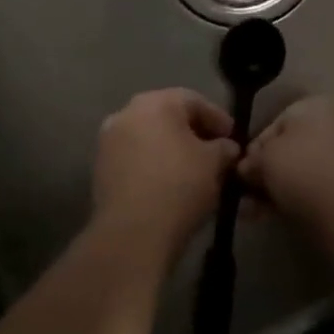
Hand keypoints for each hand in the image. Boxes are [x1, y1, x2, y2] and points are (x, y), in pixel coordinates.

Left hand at [93, 89, 239, 254]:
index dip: (217, 118)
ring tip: (192, 171)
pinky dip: (152, 165)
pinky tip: (168, 184)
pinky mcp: (99, 169)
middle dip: (192, 132)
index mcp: (156, 102)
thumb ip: (224, 148)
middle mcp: (126, 113)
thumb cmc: (179, 186)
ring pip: (148, 137)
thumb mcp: (214, 164)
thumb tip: (226, 148)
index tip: (233, 138)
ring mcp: (108, 140)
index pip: (193, 101)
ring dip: (170, 149)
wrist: (132, 232)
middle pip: (167, 116)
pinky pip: (133, 158)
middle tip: (214, 152)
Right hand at [240, 96, 333, 219]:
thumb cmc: (302, 168)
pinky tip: (280, 218)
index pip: (278, 122)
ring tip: (258, 213)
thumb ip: (252, 161)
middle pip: (294, 149)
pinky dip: (302, 201)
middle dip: (269, 173)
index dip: (256, 147)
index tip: (242, 171)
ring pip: (307, 173)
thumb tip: (247, 170)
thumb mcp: (264, 159)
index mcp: (321, 104)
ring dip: (281, 190)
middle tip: (249, 196)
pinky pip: (324, 191)